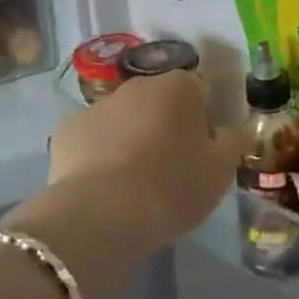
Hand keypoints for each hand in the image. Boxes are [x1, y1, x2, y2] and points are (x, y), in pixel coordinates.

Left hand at [46, 71, 241, 250]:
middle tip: (168, 170)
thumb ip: (232, 142)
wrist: (103, 214)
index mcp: (179, 86)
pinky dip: (95, 155)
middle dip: (163, 127)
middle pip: (158, 102)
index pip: (199, 94)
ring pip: (122, 119)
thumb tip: (230, 130)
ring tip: (132, 184)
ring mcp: (98, 105)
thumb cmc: (173, 187)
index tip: (201, 156)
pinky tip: (100, 186)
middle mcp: (138, 85)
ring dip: (129, 139)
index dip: (202, 124)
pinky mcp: (66, 129)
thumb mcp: (221, 170)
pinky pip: (90, 139)